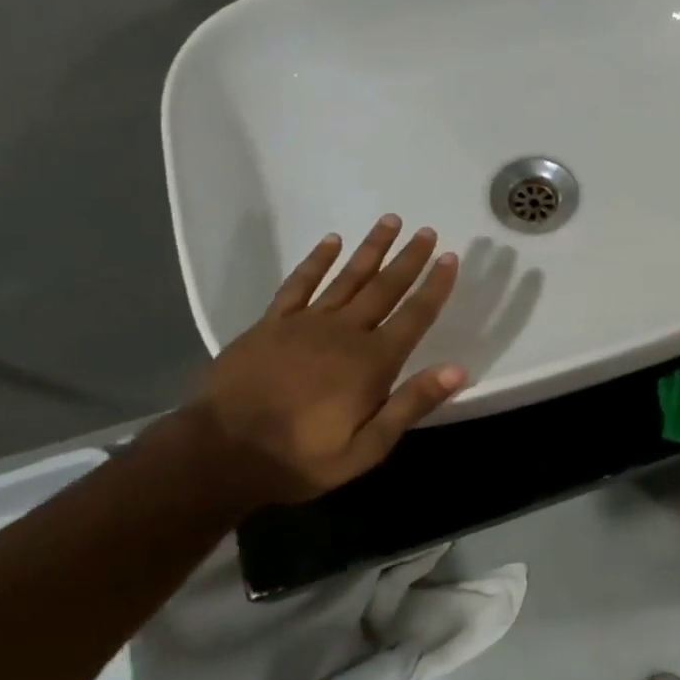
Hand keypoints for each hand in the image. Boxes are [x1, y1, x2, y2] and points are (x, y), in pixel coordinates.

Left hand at [189, 215, 463, 507]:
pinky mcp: (272, 323)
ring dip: (371, 248)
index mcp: (372, 362)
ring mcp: (306, 323)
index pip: (414, 316)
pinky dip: (317, 260)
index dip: (435, 286)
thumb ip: (411, 405)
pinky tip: (332, 241)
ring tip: (391, 221)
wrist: (221, 453)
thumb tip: (458, 369)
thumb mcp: (366, 448)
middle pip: (385, 287)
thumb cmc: (300, 458)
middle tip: (427, 230)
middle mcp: (345, 332)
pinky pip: (300, 283)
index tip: (450, 258)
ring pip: (348, 277)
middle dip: (409, 258)